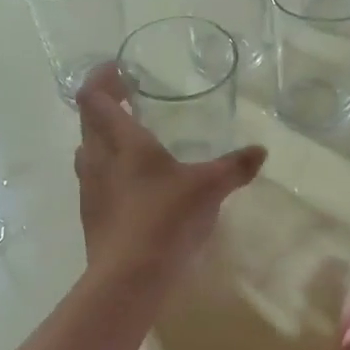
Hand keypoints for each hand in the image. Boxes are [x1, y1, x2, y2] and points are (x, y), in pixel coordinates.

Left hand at [74, 63, 265, 285]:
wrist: (128, 278)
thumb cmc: (165, 220)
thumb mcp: (208, 189)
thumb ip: (234, 168)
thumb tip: (260, 152)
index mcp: (122, 143)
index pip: (94, 97)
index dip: (101, 78)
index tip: (119, 71)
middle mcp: (98, 160)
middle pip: (88, 122)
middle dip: (105, 107)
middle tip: (130, 102)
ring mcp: (90, 191)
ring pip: (88, 153)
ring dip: (104, 141)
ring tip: (133, 144)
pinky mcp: (91, 218)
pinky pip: (95, 183)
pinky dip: (109, 174)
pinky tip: (135, 189)